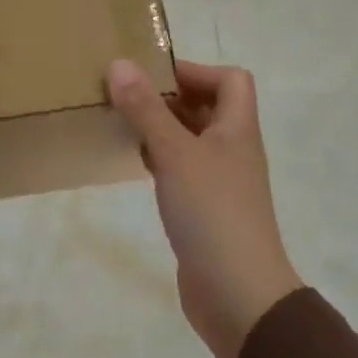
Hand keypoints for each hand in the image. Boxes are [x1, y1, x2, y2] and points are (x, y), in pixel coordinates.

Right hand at [106, 58, 301, 357]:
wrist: (238, 294)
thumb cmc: (211, 212)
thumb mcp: (174, 153)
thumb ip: (146, 109)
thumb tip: (120, 63)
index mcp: (237, 129)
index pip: (231, 80)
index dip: (196, 71)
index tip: (152, 78)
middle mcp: (233, 150)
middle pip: (209, 108)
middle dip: (170, 98)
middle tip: (127, 98)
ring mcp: (221, 182)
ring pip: (192, 140)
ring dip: (162, 129)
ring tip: (124, 126)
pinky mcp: (205, 210)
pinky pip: (183, 171)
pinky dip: (161, 161)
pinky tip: (136, 165)